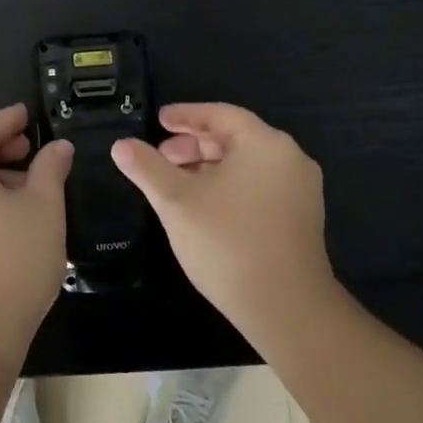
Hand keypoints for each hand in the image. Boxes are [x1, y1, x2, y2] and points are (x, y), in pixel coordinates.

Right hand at [111, 103, 336, 340]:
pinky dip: (228, 185)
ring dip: (208, 167)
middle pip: (234, 138)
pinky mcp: (301, 218)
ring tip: (175, 183)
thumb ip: (147, 168)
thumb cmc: (227, 243)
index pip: (220, 114)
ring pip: (246, 164)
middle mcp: (290, 159)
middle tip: (160, 157)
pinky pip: (258, 186)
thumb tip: (121, 146)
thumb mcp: (177, 201)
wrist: (285, 308)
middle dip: (193, 145)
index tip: (159, 120)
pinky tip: (203, 206)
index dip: (185, 115)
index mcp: (265, 144)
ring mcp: (300, 190)